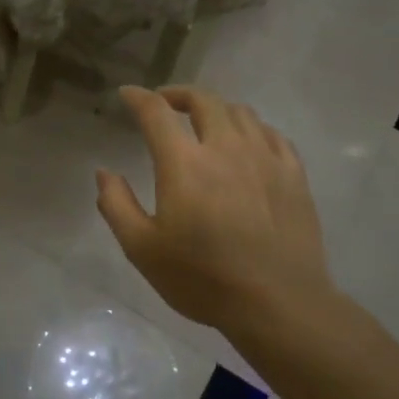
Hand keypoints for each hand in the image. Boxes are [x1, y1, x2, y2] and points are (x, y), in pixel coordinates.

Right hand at [97, 86, 338, 335]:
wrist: (278, 303)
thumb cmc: (202, 278)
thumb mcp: (142, 249)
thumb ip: (117, 205)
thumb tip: (104, 173)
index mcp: (184, 163)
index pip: (156, 113)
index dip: (139, 98)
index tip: (127, 94)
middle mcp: (226, 148)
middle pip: (204, 101)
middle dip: (179, 95)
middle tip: (165, 104)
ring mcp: (265, 158)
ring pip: (240, 112)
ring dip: (215, 108)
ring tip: (204, 121)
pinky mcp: (293, 175)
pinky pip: (272, 134)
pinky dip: (251, 128)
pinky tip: (246, 142)